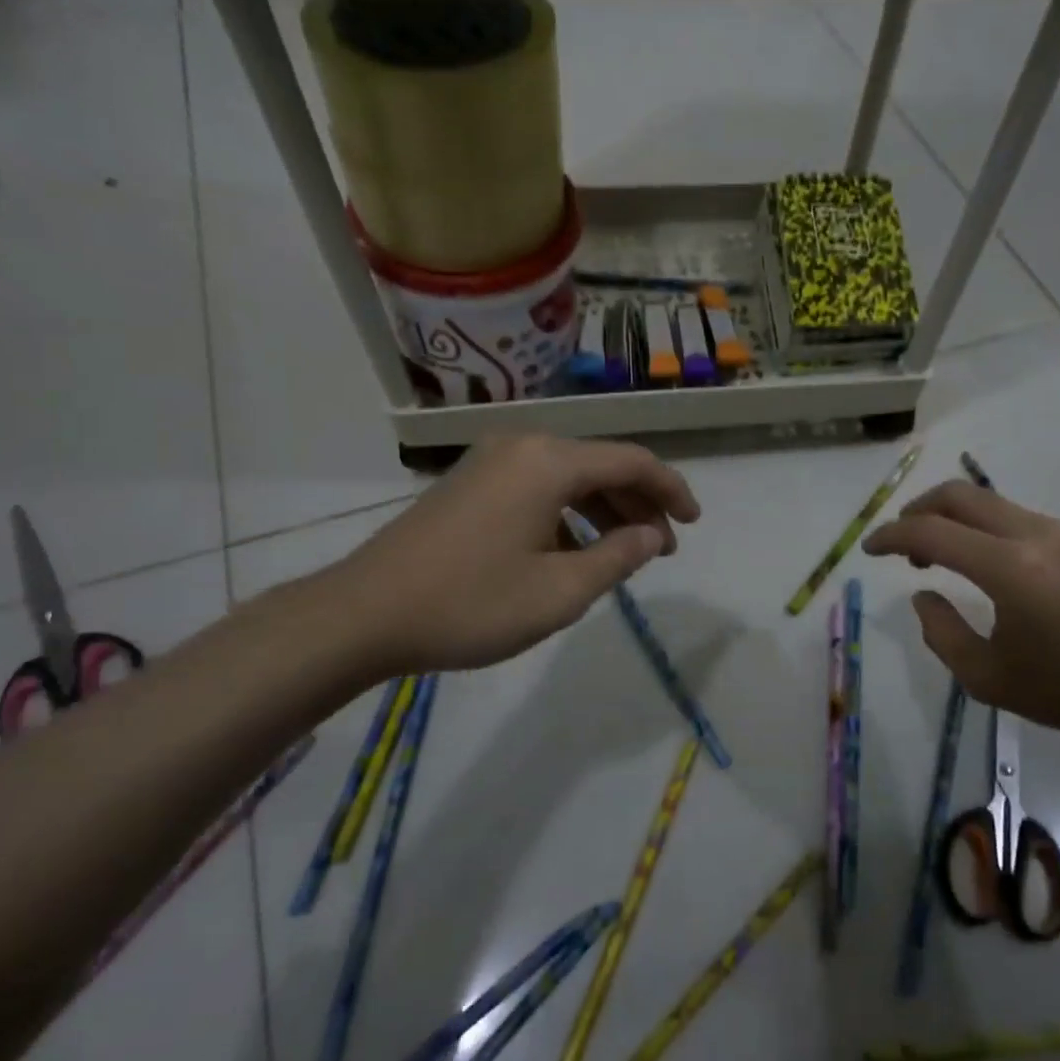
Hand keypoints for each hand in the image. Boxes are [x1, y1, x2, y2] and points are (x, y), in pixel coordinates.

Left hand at [321, 436, 699, 675]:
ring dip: (603, 512)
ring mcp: (491, 462)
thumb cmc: (471, 603)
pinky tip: (572, 554)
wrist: (364, 613)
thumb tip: (652, 535)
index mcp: (549, 461)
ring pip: (568, 478)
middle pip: (600, 466)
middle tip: (661, 549)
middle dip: (638, 505)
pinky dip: (567, 515)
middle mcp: (523, 446)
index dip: (671, 490)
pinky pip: (538, 488)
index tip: (694, 523)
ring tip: (623, 556)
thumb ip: (618, 558)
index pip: (632, 461)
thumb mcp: (560, 591)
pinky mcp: (471, 483)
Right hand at [863, 481, 1059, 736]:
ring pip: (982, 500)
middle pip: (956, 495)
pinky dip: (973, 524)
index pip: (931, 533)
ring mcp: (1052, 532)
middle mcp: (1028, 535)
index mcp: (1006, 567)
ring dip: (946, 516)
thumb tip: (924, 595)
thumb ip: (942, 633)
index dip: (891, 537)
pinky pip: (1005, 514)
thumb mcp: (989, 678)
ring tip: (930, 555)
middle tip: (897, 543)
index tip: (867, 550)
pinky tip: (971, 559)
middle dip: (916, 510)